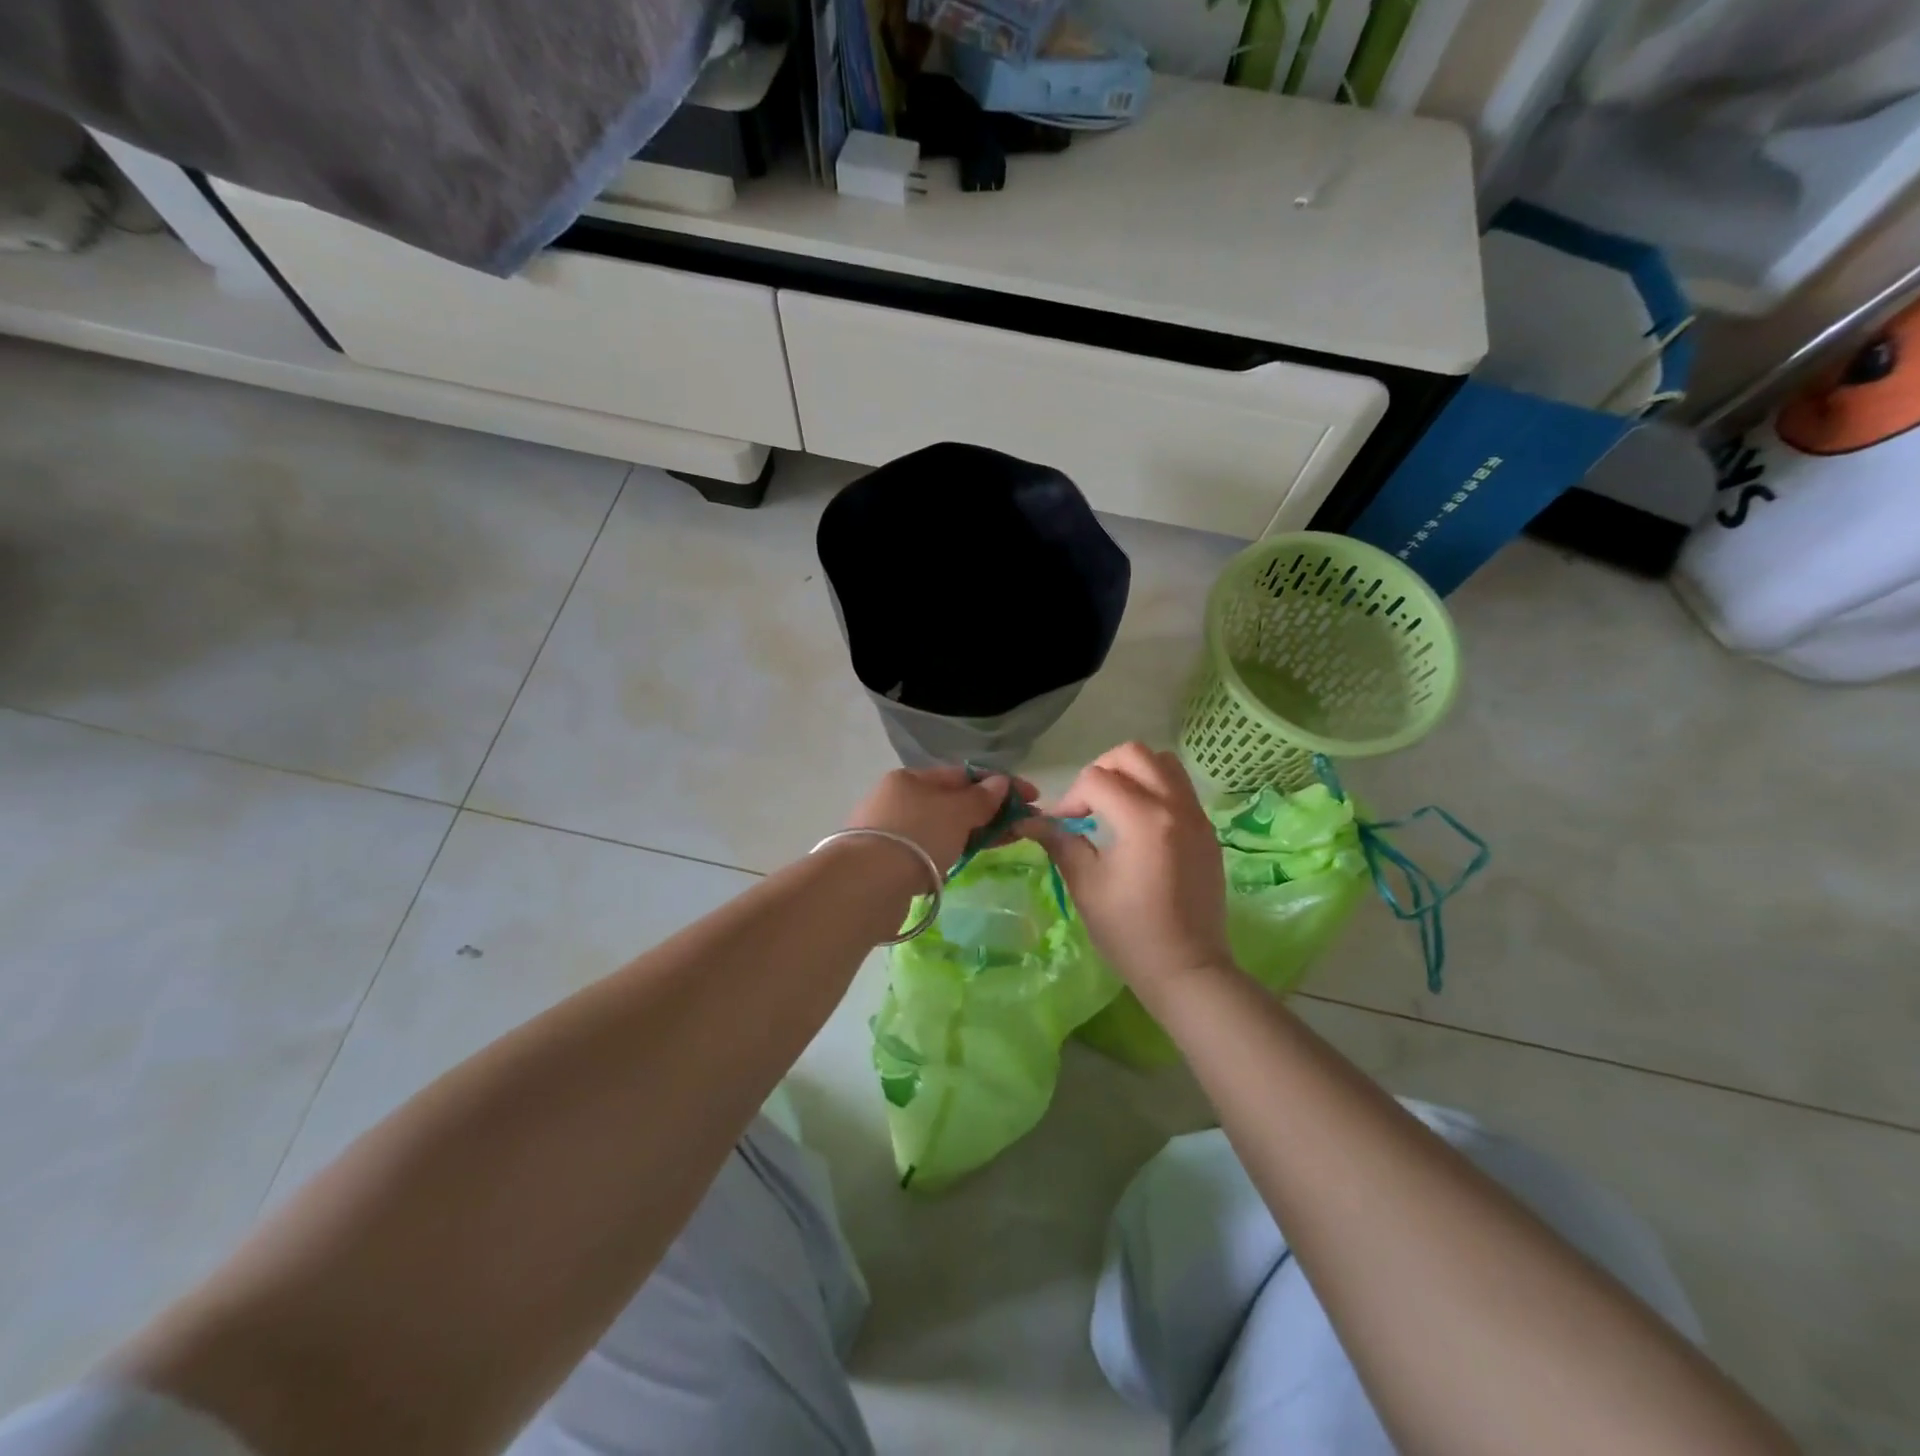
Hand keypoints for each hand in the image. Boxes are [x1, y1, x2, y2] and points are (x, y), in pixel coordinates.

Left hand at [845, 764, 1035, 871]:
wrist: (866, 884)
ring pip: (943, 826)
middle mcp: (898, 799)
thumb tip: (1000, 783)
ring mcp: (892, 831)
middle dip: (990, 810)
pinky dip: (953, 850)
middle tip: (1024, 825)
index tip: (1032, 797)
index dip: (1000, 783)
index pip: (963, 774)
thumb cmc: (916, 836)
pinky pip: (931, 849)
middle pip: (953, 801)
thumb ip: (981, 799)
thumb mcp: (956, 812)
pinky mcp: (889, 862)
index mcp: (911, 778)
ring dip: (974, 832)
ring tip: (1005, 842)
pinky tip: (967, 859)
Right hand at [1022, 742, 1231, 993]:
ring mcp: (1197, 816)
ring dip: (1132, 773)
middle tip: (1088, 805)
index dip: (1070, 798)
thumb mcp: (1086, 885)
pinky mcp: (1207, 830)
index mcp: (1143, 820)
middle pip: (1134, 754)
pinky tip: (1139, 824)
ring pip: (1163, 763)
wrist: (1188, 969)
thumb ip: (1060, 842)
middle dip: (1102, 770)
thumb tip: (1030, 820)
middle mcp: (1175, 806)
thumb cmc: (1130, 932)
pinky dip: (1155, 789)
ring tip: (1114, 806)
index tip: (1062, 826)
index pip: (1097, 779)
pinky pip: (1180, 787)